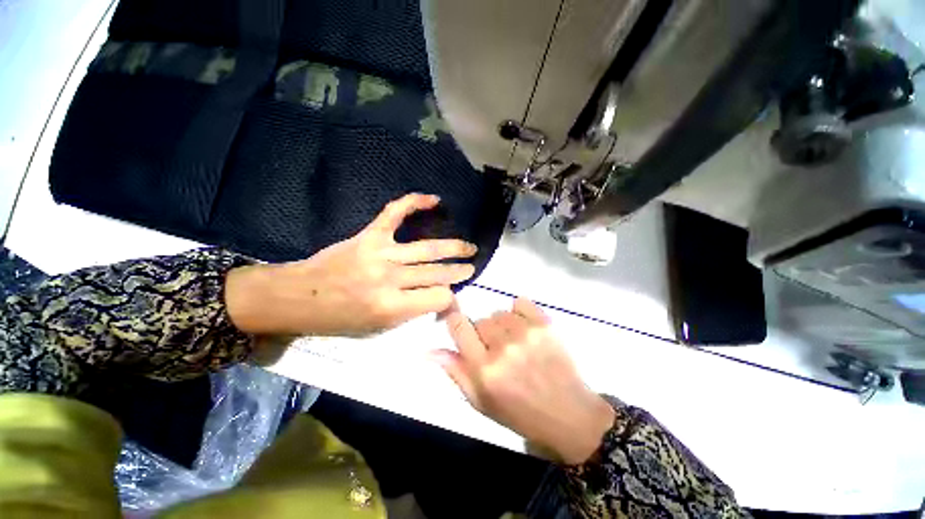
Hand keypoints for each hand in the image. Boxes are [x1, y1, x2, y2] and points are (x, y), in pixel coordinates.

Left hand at [226, 194, 477, 336]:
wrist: (299, 296)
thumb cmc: (338, 318)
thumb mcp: (377, 328)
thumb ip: (411, 312)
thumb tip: (438, 298)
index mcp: (392, 306)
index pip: (439, 297)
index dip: (449, 297)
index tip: (451, 294)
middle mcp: (390, 279)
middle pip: (437, 272)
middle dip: (459, 271)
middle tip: (472, 266)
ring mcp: (381, 253)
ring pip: (428, 248)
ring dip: (453, 247)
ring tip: (469, 247)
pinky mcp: (370, 235)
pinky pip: (396, 213)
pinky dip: (415, 202)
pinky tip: (434, 199)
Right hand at [436, 298, 614, 464]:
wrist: (569, 414)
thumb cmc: (520, 412)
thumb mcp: (481, 401)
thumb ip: (455, 372)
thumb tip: (429, 350)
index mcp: (484, 369)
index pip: (458, 325)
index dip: (456, 321)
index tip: (461, 327)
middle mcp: (502, 347)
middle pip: (480, 320)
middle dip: (484, 334)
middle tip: (497, 351)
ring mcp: (525, 333)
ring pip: (499, 313)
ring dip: (503, 326)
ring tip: (516, 344)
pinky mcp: (545, 324)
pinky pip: (520, 302)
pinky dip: (519, 312)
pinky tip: (526, 330)